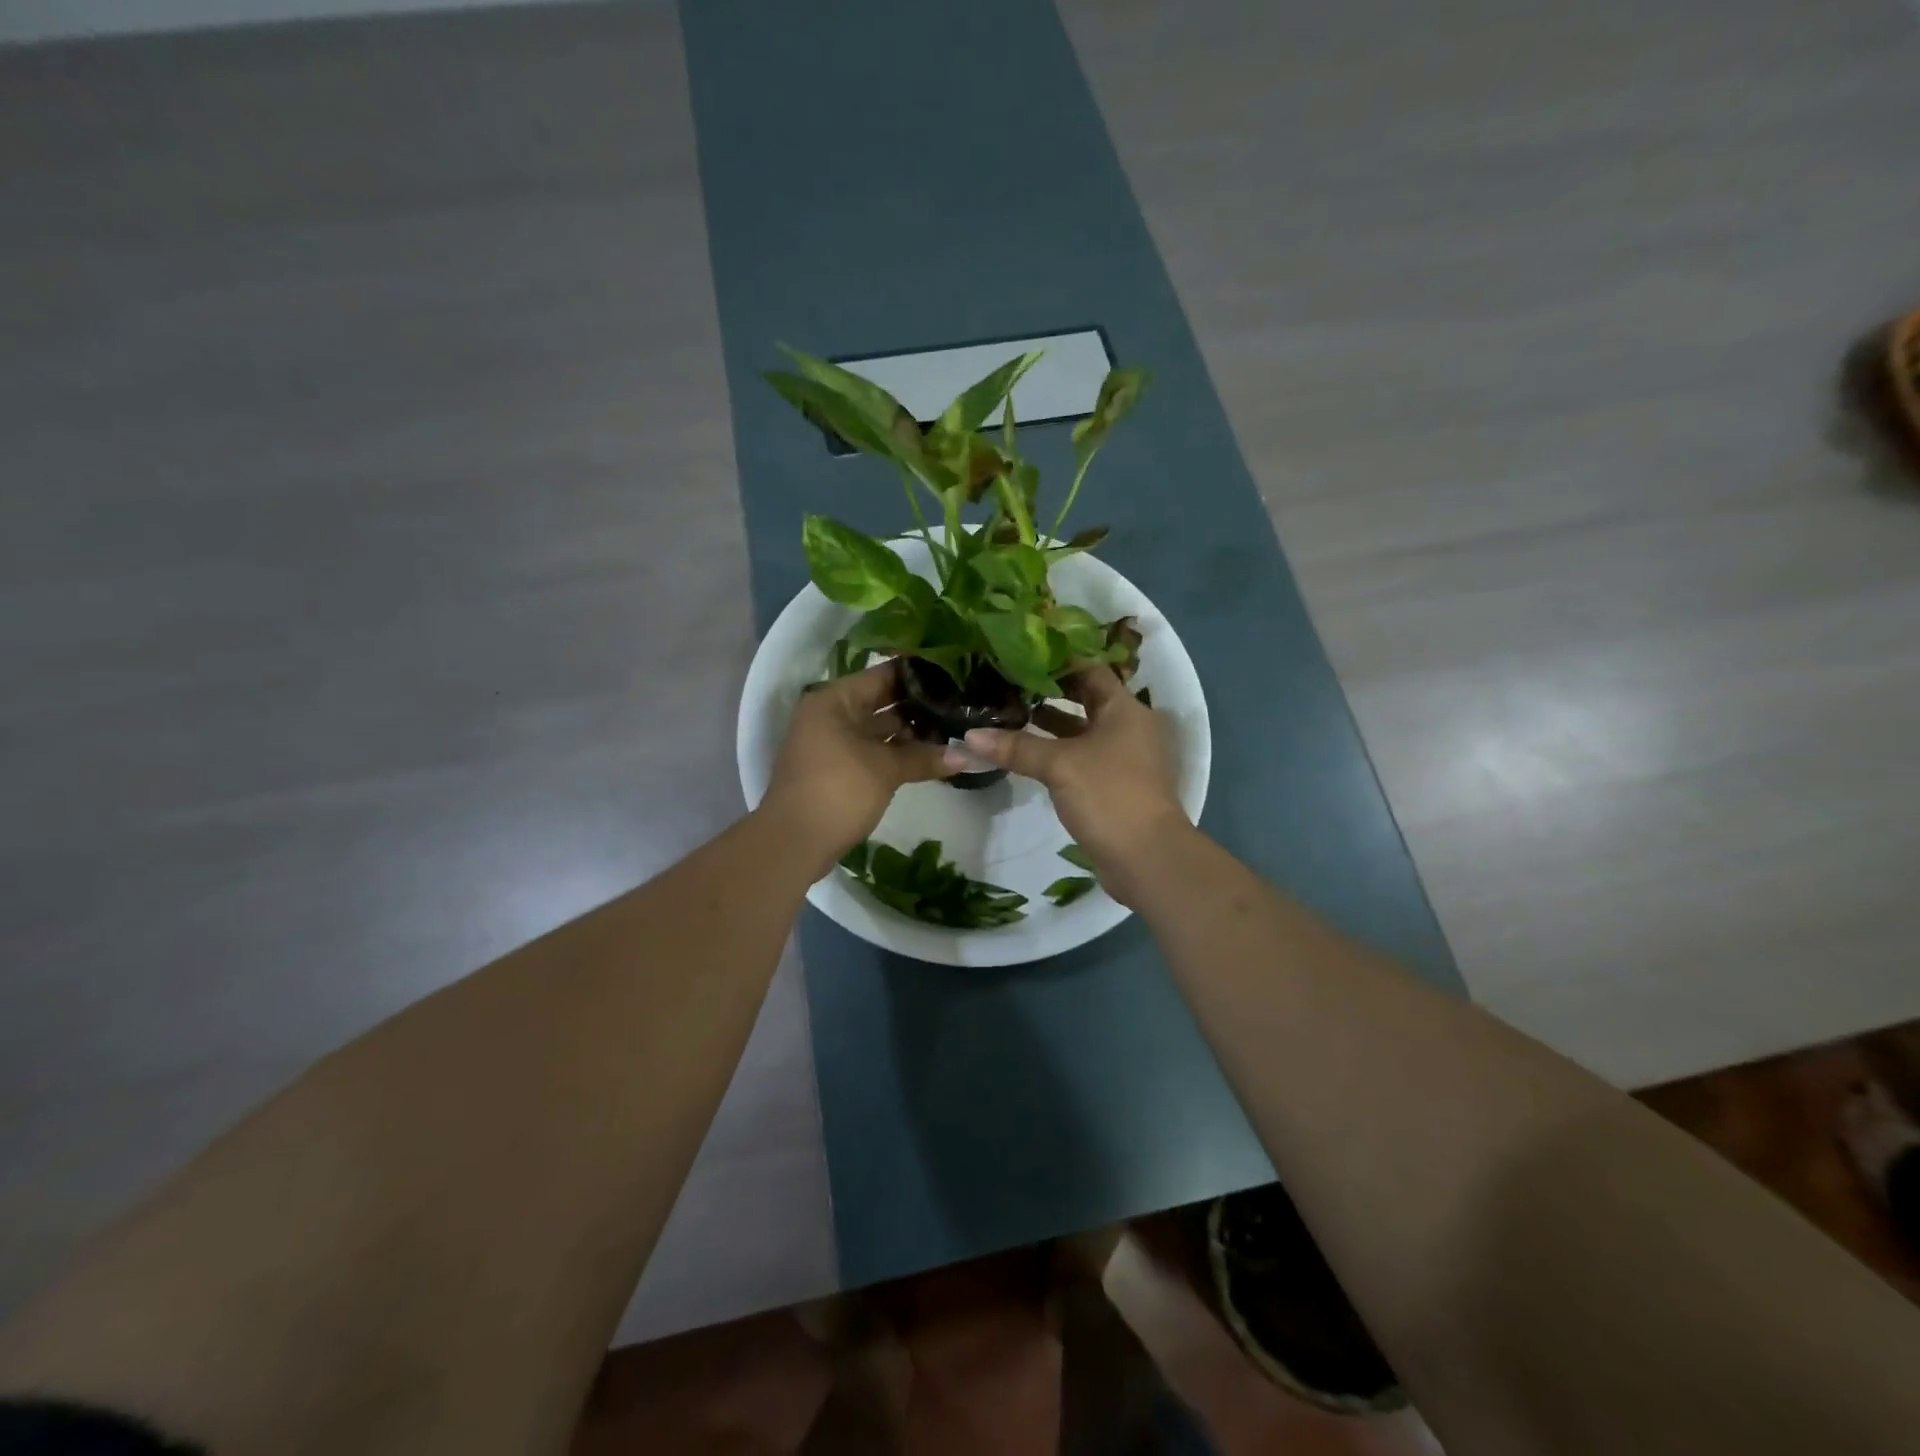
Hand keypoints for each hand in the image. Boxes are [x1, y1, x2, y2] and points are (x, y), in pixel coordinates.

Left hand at [759, 662, 961, 875]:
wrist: (793, 843)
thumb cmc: (837, 791)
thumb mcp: (884, 770)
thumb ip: (924, 757)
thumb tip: (967, 756)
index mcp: (834, 700)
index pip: (883, 674)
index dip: (918, 674)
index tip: (954, 674)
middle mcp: (830, 715)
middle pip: (881, 701)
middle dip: (918, 706)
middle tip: (960, 704)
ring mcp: (832, 744)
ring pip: (878, 729)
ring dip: (910, 733)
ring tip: (953, 730)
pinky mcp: (837, 770)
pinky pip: (872, 751)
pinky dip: (896, 753)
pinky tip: (930, 756)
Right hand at [965, 667, 1188, 903]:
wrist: (1147, 858)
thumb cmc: (1109, 795)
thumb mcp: (1059, 765)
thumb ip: (1016, 746)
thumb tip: (969, 735)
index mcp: (1126, 709)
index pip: (1090, 670)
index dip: (1057, 661)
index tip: (1020, 655)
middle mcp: (1130, 727)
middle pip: (1087, 699)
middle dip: (1049, 692)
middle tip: (1008, 682)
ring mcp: (1125, 758)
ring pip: (1083, 730)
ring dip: (1051, 724)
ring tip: (1009, 714)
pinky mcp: (1116, 784)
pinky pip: (1083, 756)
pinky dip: (1058, 751)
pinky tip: (1026, 752)